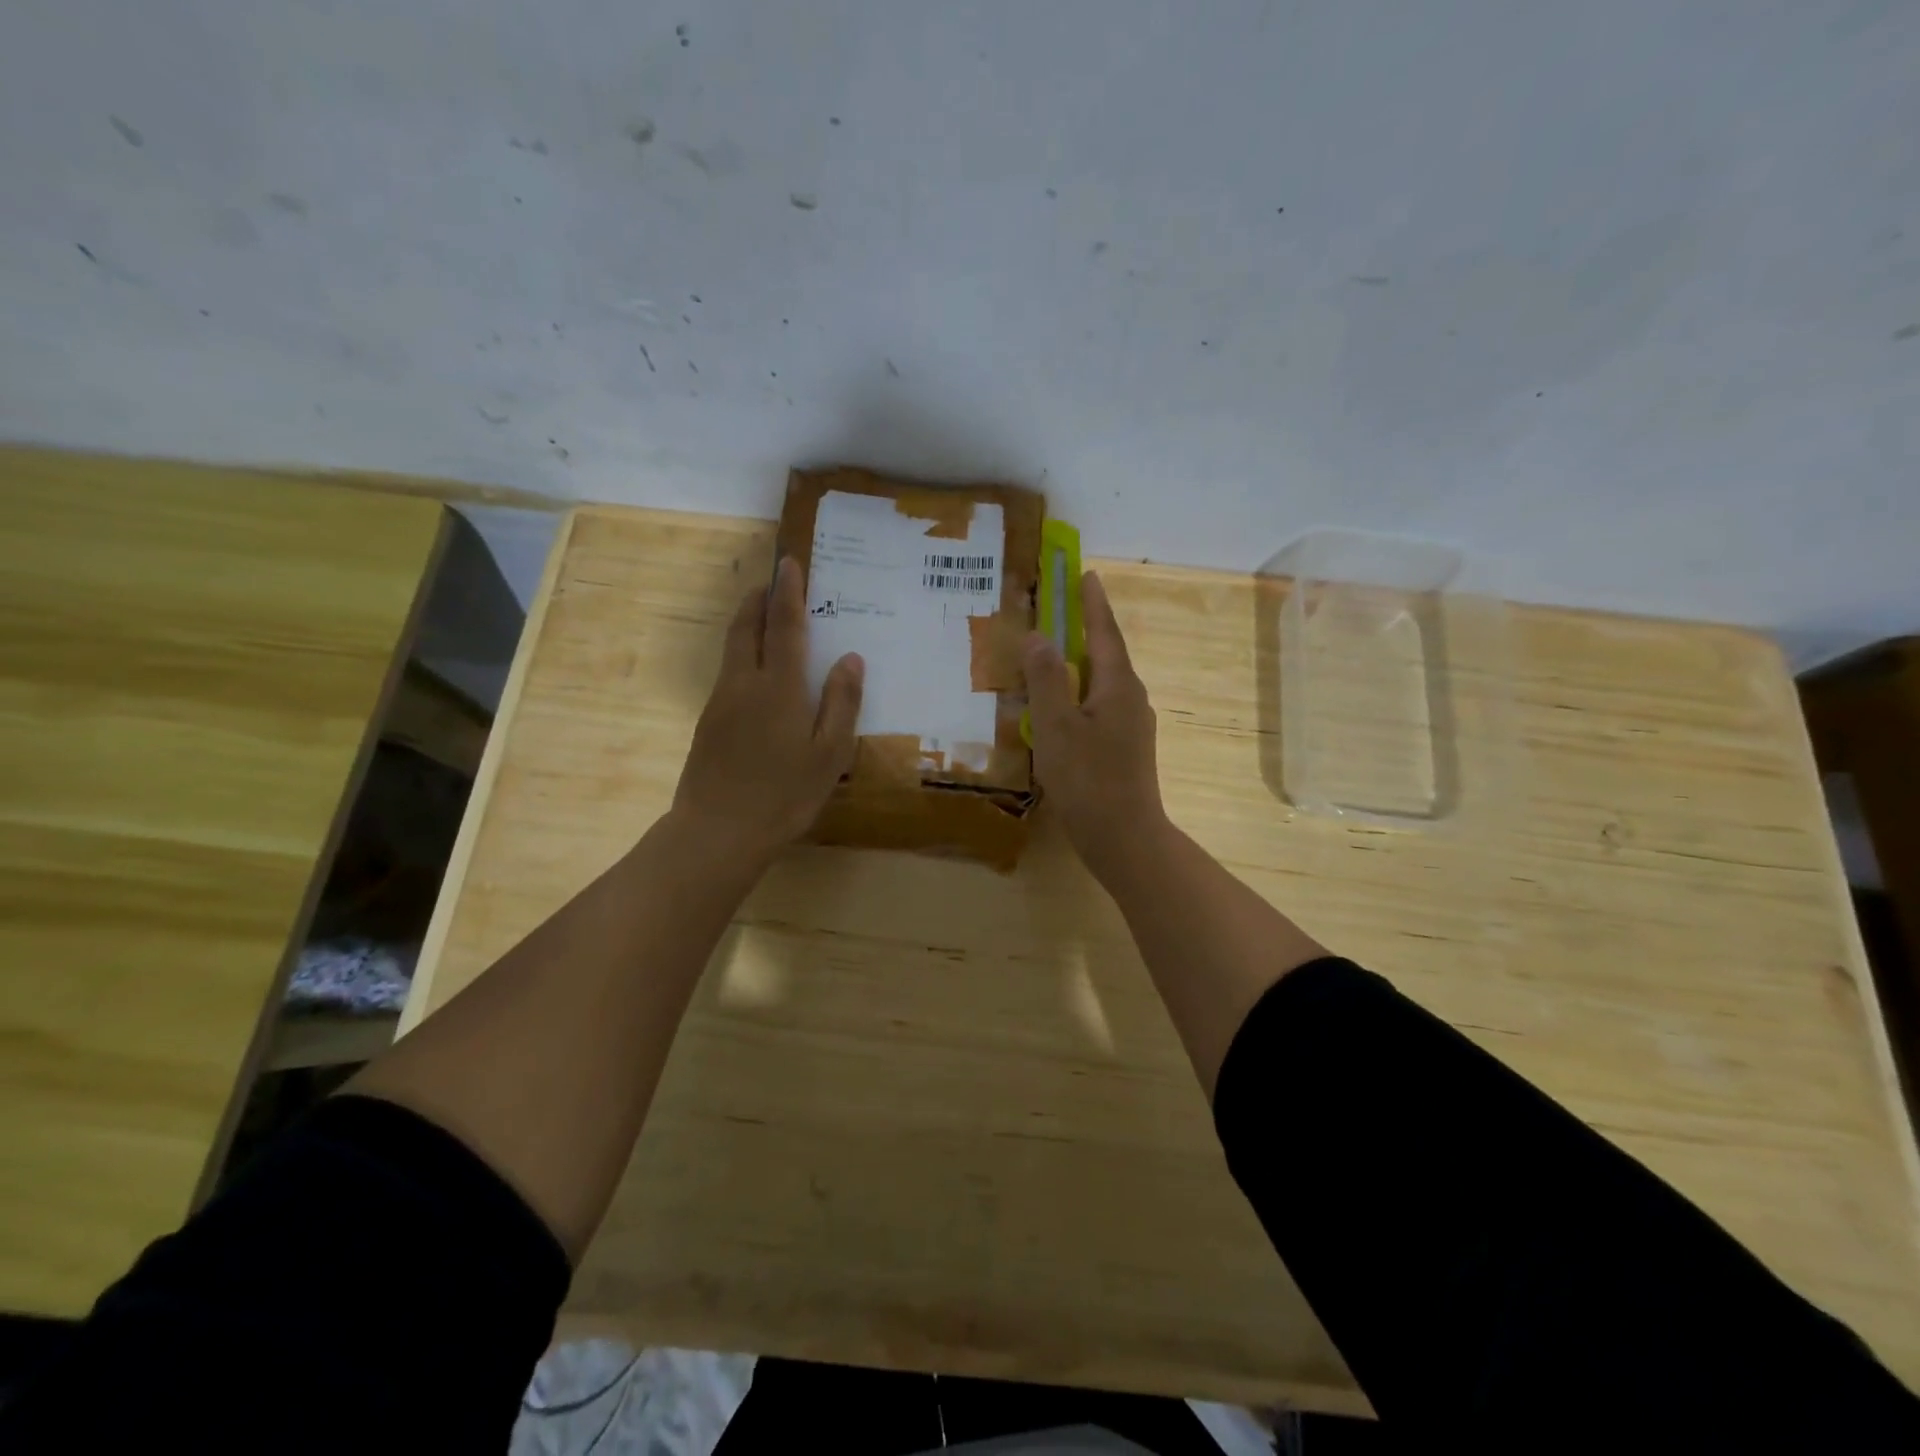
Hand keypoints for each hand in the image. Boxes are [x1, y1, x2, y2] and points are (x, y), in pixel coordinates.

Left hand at [671, 556, 863, 866]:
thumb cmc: (784, 795)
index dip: (789, 591)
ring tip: (766, 614)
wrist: (717, 832)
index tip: (790, 562)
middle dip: (760, 598)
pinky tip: (758, 671)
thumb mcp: (830, 754)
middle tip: (774, 581)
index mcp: (780, 687)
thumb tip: (850, 657)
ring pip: (733, 647)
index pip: (785, 625)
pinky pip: (728, 671)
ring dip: (749, 622)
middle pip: (748, 626)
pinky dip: (744, 652)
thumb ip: (842, 702)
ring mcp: (721, 701)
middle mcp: (745, 683)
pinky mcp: (708, 722)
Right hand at [1022, 570, 1168, 877]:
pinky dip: (1079, 694)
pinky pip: (1100, 707)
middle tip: (1060, 610)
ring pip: (1102, 683)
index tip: (1085, 573)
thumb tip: (1039, 637)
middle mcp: (1131, 698)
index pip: (1103, 631)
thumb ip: (1046, 679)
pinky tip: (1061, 708)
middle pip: (1106, 654)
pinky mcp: (1125, 748)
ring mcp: (1132, 725)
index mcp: (1118, 685)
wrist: (1125, 837)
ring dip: (1080, 664)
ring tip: (1053, 656)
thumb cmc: (1087, 779)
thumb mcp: (1056, 726)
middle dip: (1085, 630)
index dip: (1092, 603)